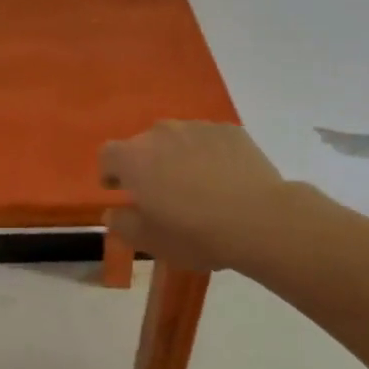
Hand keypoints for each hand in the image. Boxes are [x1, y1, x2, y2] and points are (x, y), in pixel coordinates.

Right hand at [100, 121, 291, 272]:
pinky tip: (224, 179)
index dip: (110, 172)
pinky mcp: (229, 130)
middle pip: (143, 145)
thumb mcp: (150, 241)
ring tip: (197, 185)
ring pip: (177, 139)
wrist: (260, 220)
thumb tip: (112, 212)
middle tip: (163, 194)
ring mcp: (197, 127)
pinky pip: (208, 139)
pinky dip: (208, 154)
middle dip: (147, 165)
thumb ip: (122, 224)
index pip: (107, 155)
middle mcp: (161, 133)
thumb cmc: (196, 233)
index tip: (120, 190)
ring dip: (178, 157)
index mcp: (134, 158)